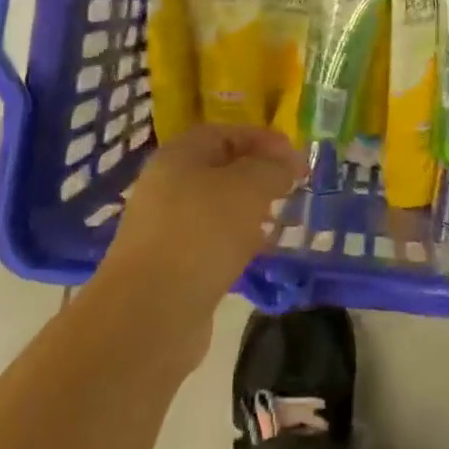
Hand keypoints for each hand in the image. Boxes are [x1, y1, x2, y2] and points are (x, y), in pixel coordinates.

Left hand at [94, 124, 303, 356]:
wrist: (150, 315)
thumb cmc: (201, 234)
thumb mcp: (248, 188)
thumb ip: (273, 168)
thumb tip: (286, 165)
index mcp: (178, 156)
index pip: (226, 133)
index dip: (264, 140)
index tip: (298, 160)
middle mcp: (167, 186)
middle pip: (221, 169)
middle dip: (260, 176)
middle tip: (293, 189)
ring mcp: (166, 228)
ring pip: (218, 208)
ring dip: (252, 211)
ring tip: (282, 221)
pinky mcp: (172, 266)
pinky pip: (213, 242)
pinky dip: (238, 242)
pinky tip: (259, 253)